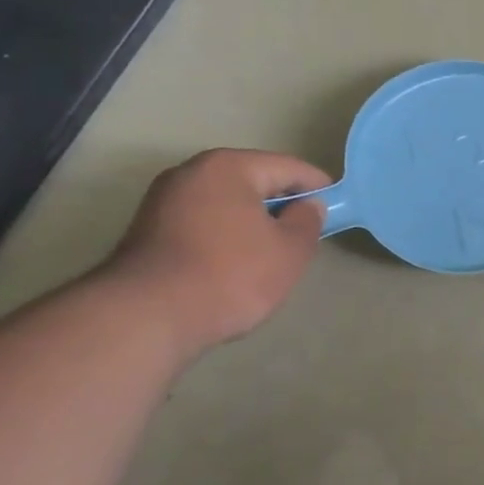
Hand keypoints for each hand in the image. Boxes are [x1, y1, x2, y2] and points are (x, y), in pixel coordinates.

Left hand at [103, 149, 331, 354]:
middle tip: (305, 232)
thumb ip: (308, 221)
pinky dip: (225, 236)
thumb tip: (308, 206)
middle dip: (282, 204)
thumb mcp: (290, 250)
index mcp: (229, 167)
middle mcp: (191, 173)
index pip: (288, 167)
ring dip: (251, 222)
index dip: (318, 187)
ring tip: (272, 253)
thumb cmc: (231, 274)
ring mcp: (162, 201)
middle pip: (253, 182)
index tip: (337, 208)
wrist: (146, 318)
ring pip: (226, 204)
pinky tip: (235, 265)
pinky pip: (202, 223)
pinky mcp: (146, 232)